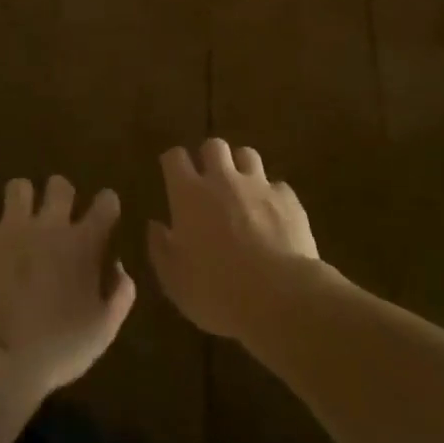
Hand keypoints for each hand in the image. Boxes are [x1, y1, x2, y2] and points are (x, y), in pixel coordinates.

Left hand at [0, 176, 136, 401]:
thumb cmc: (58, 348)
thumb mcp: (103, 330)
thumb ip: (120, 294)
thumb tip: (117, 266)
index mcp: (84, 243)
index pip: (106, 201)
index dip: (106, 205)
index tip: (104, 218)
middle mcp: (50, 224)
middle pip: (59, 184)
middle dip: (61, 196)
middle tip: (57, 219)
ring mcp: (12, 227)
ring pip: (18, 186)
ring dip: (21, 201)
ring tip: (20, 221)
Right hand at [147, 138, 321, 339]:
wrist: (280, 297)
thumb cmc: (217, 291)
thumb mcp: (174, 280)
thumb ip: (160, 248)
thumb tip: (155, 225)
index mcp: (189, 194)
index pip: (175, 157)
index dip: (173, 163)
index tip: (172, 175)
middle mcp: (222, 180)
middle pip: (213, 145)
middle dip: (209, 157)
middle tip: (209, 181)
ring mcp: (258, 186)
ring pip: (247, 155)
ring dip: (241, 168)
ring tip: (242, 190)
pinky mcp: (288, 199)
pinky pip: (277, 186)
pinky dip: (272, 196)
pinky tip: (273, 216)